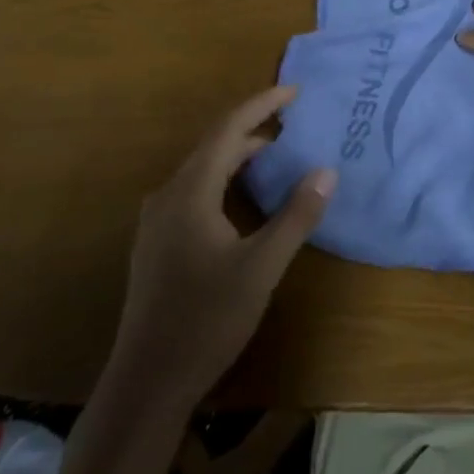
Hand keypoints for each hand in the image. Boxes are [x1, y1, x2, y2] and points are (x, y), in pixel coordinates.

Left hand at [110, 86, 332, 404]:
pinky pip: (195, 190)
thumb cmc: (206, 320)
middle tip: (293, 120)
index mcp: (190, 193)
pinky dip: (225, 178)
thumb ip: (296, 216)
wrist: (148, 382)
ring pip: (203, 169)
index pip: (228, 130)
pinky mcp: (158, 242)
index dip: (261, 105)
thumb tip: (326, 170)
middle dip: (253, 127)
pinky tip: (245, 196)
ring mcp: (157, 221)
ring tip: (277, 152)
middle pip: (213, 145)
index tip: (294, 91)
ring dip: (239, 154)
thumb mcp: (262, 267)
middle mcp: (167, 196)